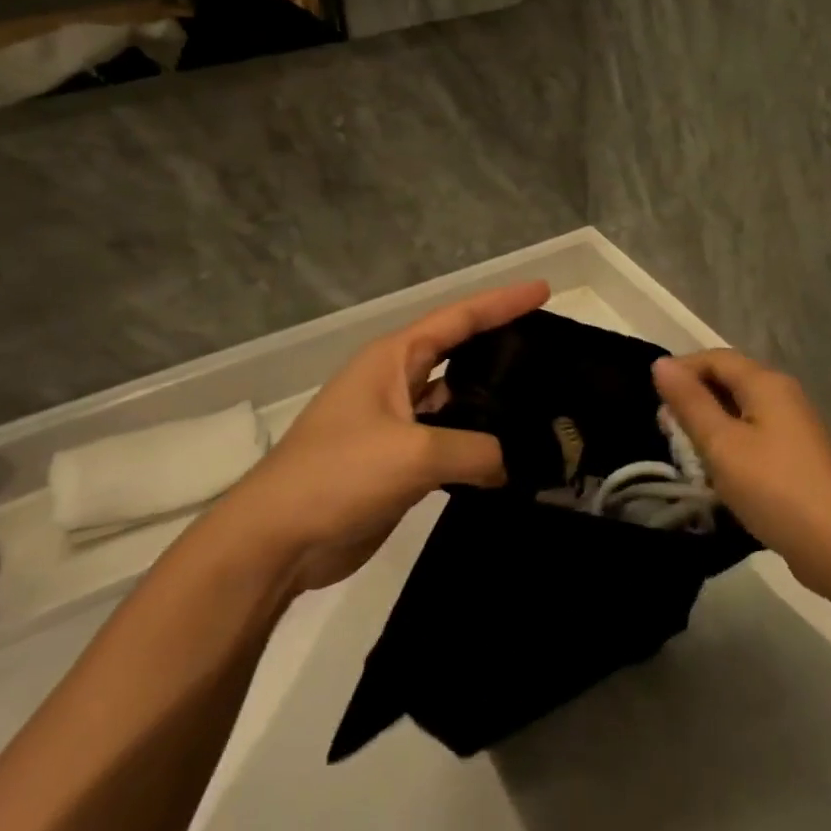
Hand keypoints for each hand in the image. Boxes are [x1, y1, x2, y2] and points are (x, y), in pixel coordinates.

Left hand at [224, 281, 549, 590]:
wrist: (278, 540)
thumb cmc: (338, 474)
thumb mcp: (414, 453)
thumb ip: (476, 450)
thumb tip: (514, 464)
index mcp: (393, 359)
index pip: (458, 318)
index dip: (502, 303)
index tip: (544, 290)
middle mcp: (396, 383)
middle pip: (459, 354)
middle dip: (502, 347)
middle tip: (552, 351)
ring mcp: (397, 425)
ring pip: (457, 403)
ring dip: (493, 404)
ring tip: (544, 404)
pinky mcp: (400, 464)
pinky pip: (450, 443)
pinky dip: (479, 446)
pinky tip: (513, 454)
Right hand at [653, 350, 830, 588]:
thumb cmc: (773, 489)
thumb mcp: (721, 444)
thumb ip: (690, 402)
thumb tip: (661, 363)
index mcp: (767, 383)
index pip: (716, 358)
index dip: (681, 370)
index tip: (651, 397)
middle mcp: (785, 395)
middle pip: (730, 380)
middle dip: (694, 398)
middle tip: (665, 429)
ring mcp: (796, 426)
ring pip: (742, 410)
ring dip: (711, 424)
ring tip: (686, 452)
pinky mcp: (799, 455)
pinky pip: (756, 434)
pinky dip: (731, 443)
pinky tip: (718, 470)